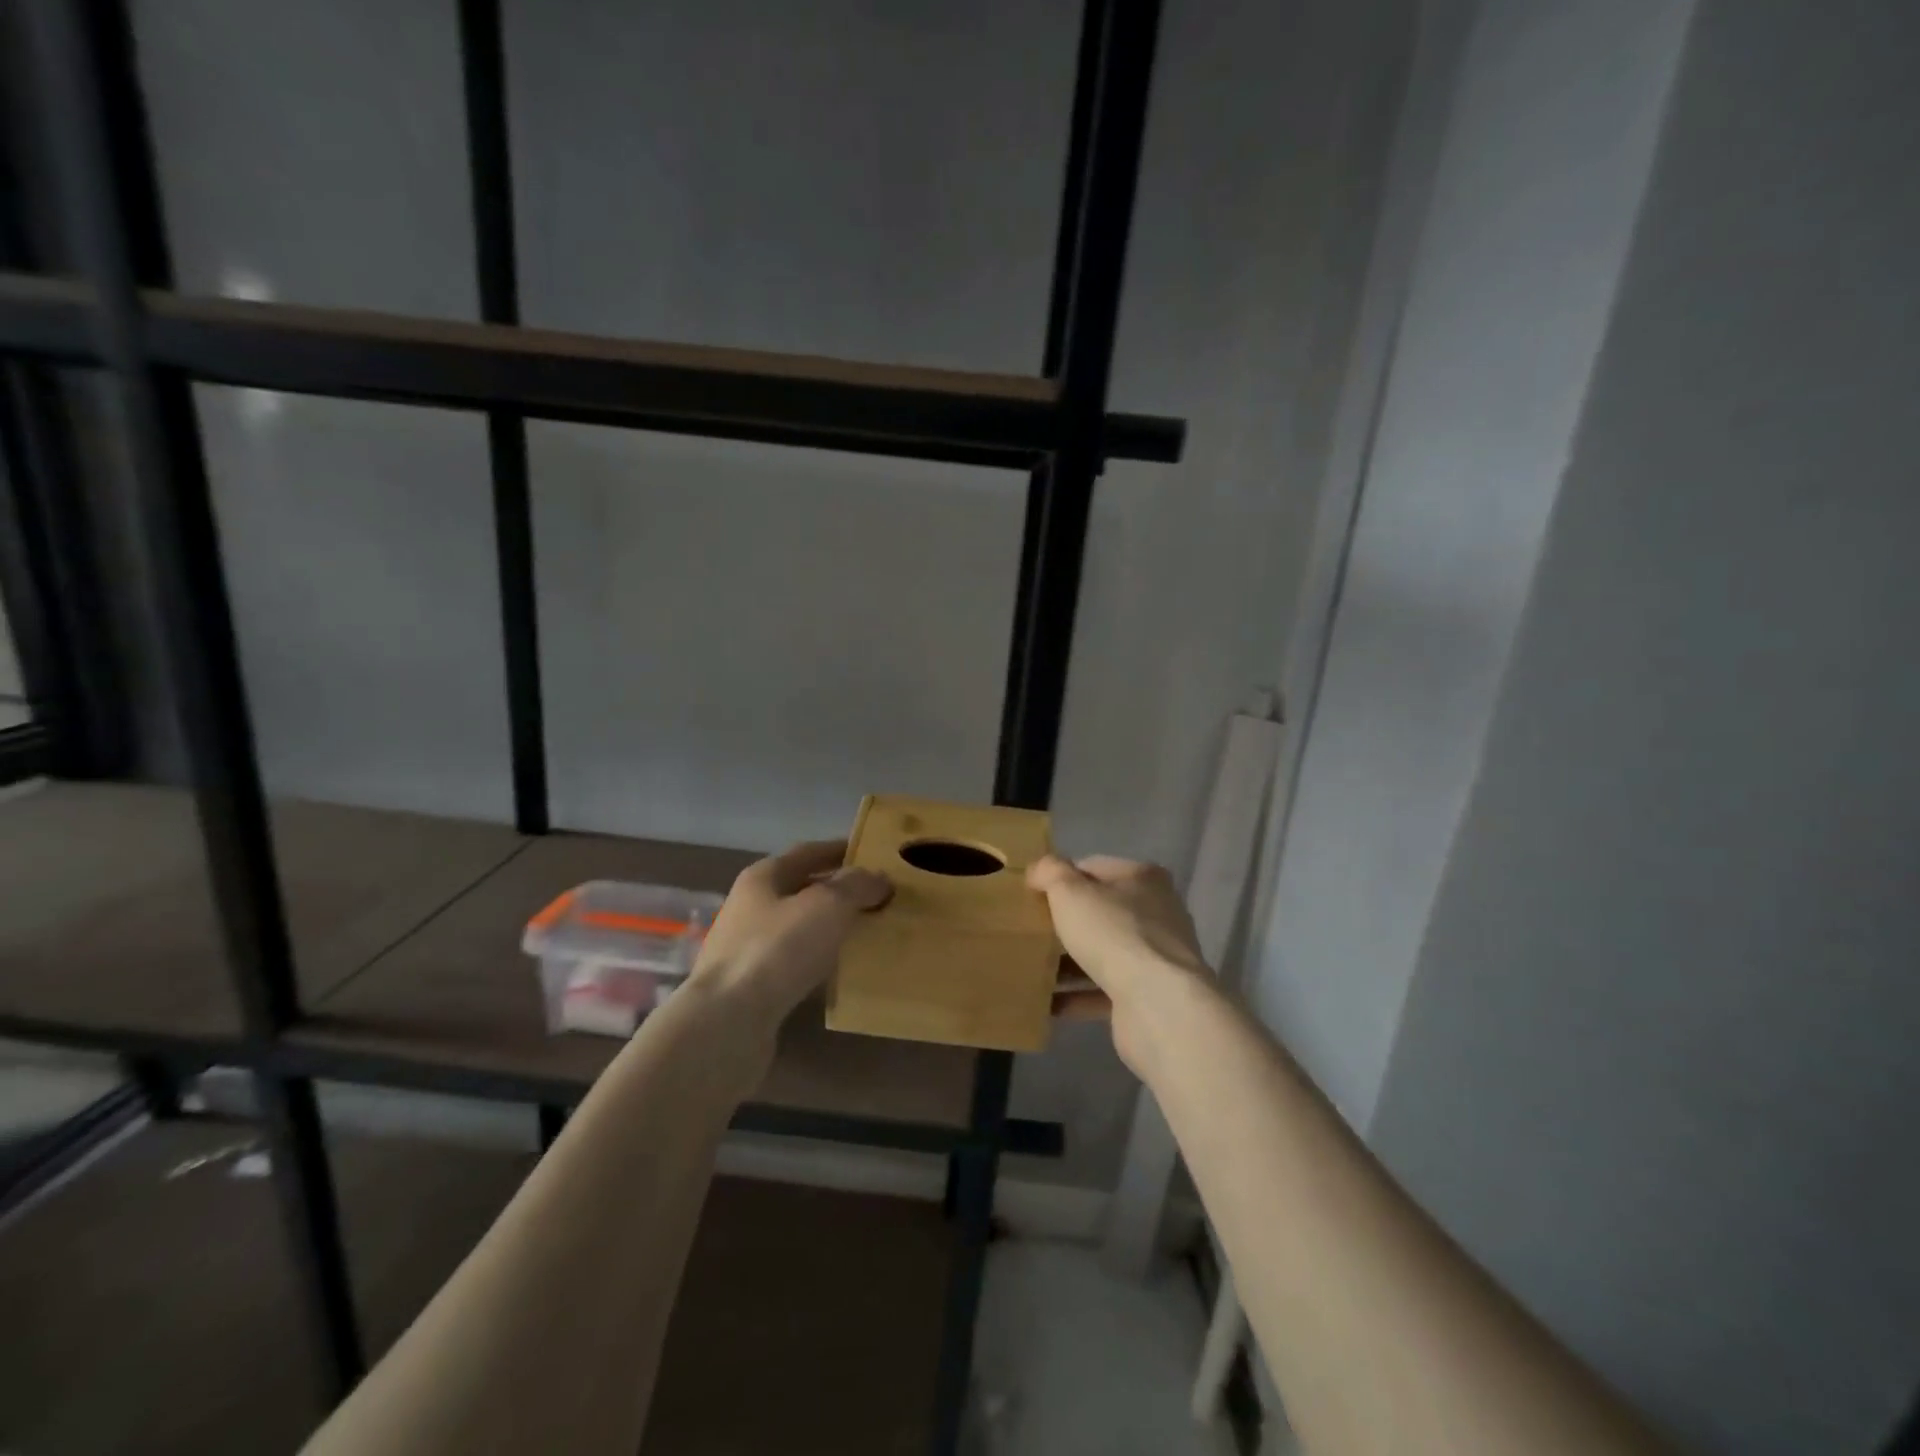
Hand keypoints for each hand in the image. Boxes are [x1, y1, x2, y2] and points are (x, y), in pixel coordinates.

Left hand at [689, 840, 890, 1028]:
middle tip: (879, 897)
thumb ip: (856, 886)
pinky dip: (819, 962)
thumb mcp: (828, 905)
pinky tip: (841, 971)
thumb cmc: (779, 949)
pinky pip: (794, 963)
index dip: (840, 850)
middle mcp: (750, 906)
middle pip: (801, 890)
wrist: (728, 1022)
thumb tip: (879, 878)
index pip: (808, 852)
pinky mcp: (750, 987)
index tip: (873, 855)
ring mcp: (747, 948)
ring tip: (867, 933)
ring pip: (799, 928)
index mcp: (763, 877)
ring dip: (830, 928)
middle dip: (839, 892)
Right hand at [1029, 854, 1210, 1075]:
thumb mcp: (1070, 891)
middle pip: (1100, 911)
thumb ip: (1050, 872)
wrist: (1158, 1005)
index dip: (1060, 878)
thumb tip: (1039, 870)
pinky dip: (1077, 996)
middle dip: (1064, 922)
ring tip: (1031, 968)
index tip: (1030, 895)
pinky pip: (1104, 991)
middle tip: (1029, 931)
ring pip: (1102, 952)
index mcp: (1144, 878)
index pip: (1093, 868)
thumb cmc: (1114, 934)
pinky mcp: (1149, 995)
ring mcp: (1156, 957)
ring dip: (1068, 962)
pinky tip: (1047, 1003)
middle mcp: (1157, 913)